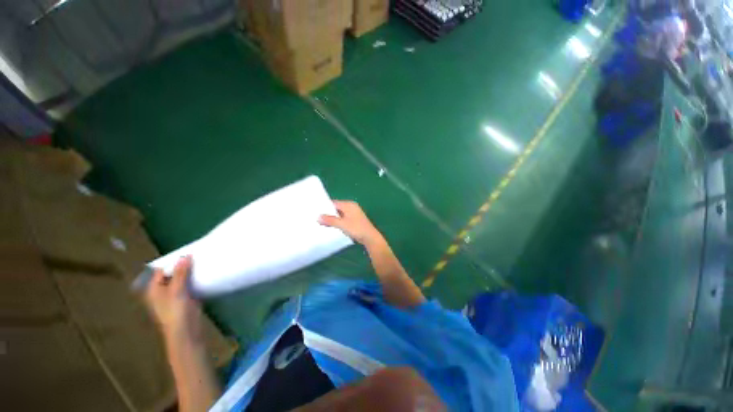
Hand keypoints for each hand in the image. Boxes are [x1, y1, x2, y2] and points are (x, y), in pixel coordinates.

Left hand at [144, 256, 202, 342]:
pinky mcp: (187, 298)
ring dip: (191, 272)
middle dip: (184, 265)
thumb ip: (181, 273)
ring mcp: (176, 295)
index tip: (188, 252)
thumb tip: (185, 256)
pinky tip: (206, 274)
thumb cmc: (176, 312)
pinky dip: (197, 279)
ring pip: (183, 279)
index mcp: (155, 288)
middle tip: (198, 255)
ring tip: (204, 262)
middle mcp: (163, 290)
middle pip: (173, 274)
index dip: (173, 261)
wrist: (186, 332)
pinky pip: (191, 285)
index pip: (162, 270)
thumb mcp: (177, 290)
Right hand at [319, 201, 382, 245]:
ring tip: (321, 222)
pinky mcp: (354, 220)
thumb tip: (318, 217)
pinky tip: (331, 226)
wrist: (369, 237)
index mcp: (349, 204)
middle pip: (336, 208)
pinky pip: (343, 219)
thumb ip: (330, 220)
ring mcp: (353, 214)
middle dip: (328, 213)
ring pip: (339, 214)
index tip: (315, 211)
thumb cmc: (356, 228)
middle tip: (316, 218)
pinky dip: (337, 222)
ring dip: (332, 218)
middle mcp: (351, 207)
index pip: (334, 203)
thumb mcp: (342, 224)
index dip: (325, 207)